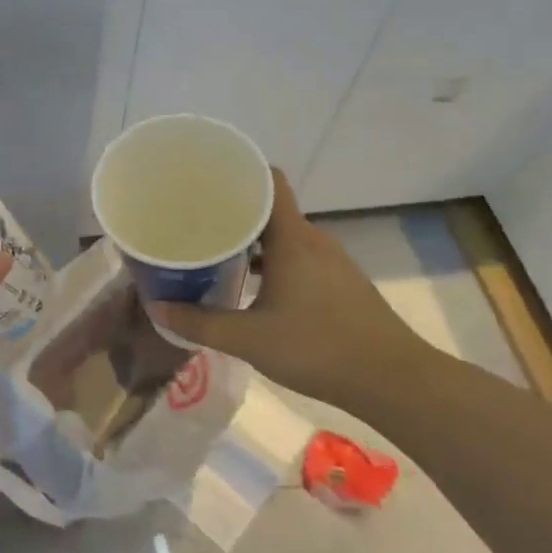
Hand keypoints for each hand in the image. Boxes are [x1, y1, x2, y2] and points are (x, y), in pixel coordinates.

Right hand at [155, 168, 434, 405]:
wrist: (394, 380)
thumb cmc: (318, 348)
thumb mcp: (250, 339)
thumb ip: (201, 323)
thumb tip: (158, 308)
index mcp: (293, 238)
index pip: (269, 180)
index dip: (240, 172)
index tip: (206, 178)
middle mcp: (314, 240)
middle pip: (271, 209)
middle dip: (235, 212)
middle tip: (196, 221)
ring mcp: (332, 262)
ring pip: (285, 237)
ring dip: (253, 241)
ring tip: (218, 253)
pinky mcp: (342, 283)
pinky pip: (299, 258)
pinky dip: (274, 262)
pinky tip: (254, 287)